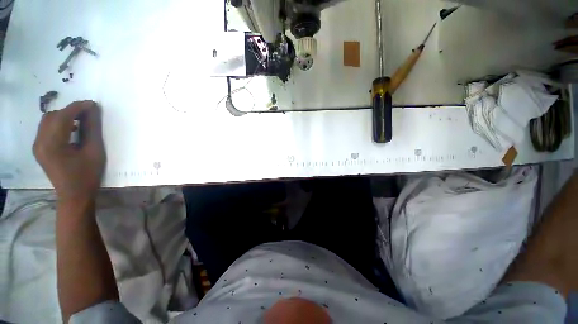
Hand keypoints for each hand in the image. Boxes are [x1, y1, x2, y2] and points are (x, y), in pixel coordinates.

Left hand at [33, 101, 105, 202]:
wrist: (74, 195)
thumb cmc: (87, 175)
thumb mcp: (94, 152)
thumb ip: (92, 129)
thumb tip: (93, 111)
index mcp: (53, 144)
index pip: (63, 116)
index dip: (78, 107)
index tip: (93, 104)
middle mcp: (40, 142)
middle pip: (52, 116)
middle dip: (70, 111)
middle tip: (88, 113)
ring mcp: (37, 146)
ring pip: (48, 121)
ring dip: (64, 117)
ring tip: (80, 121)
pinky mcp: (39, 149)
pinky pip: (46, 129)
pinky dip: (58, 124)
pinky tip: (70, 130)